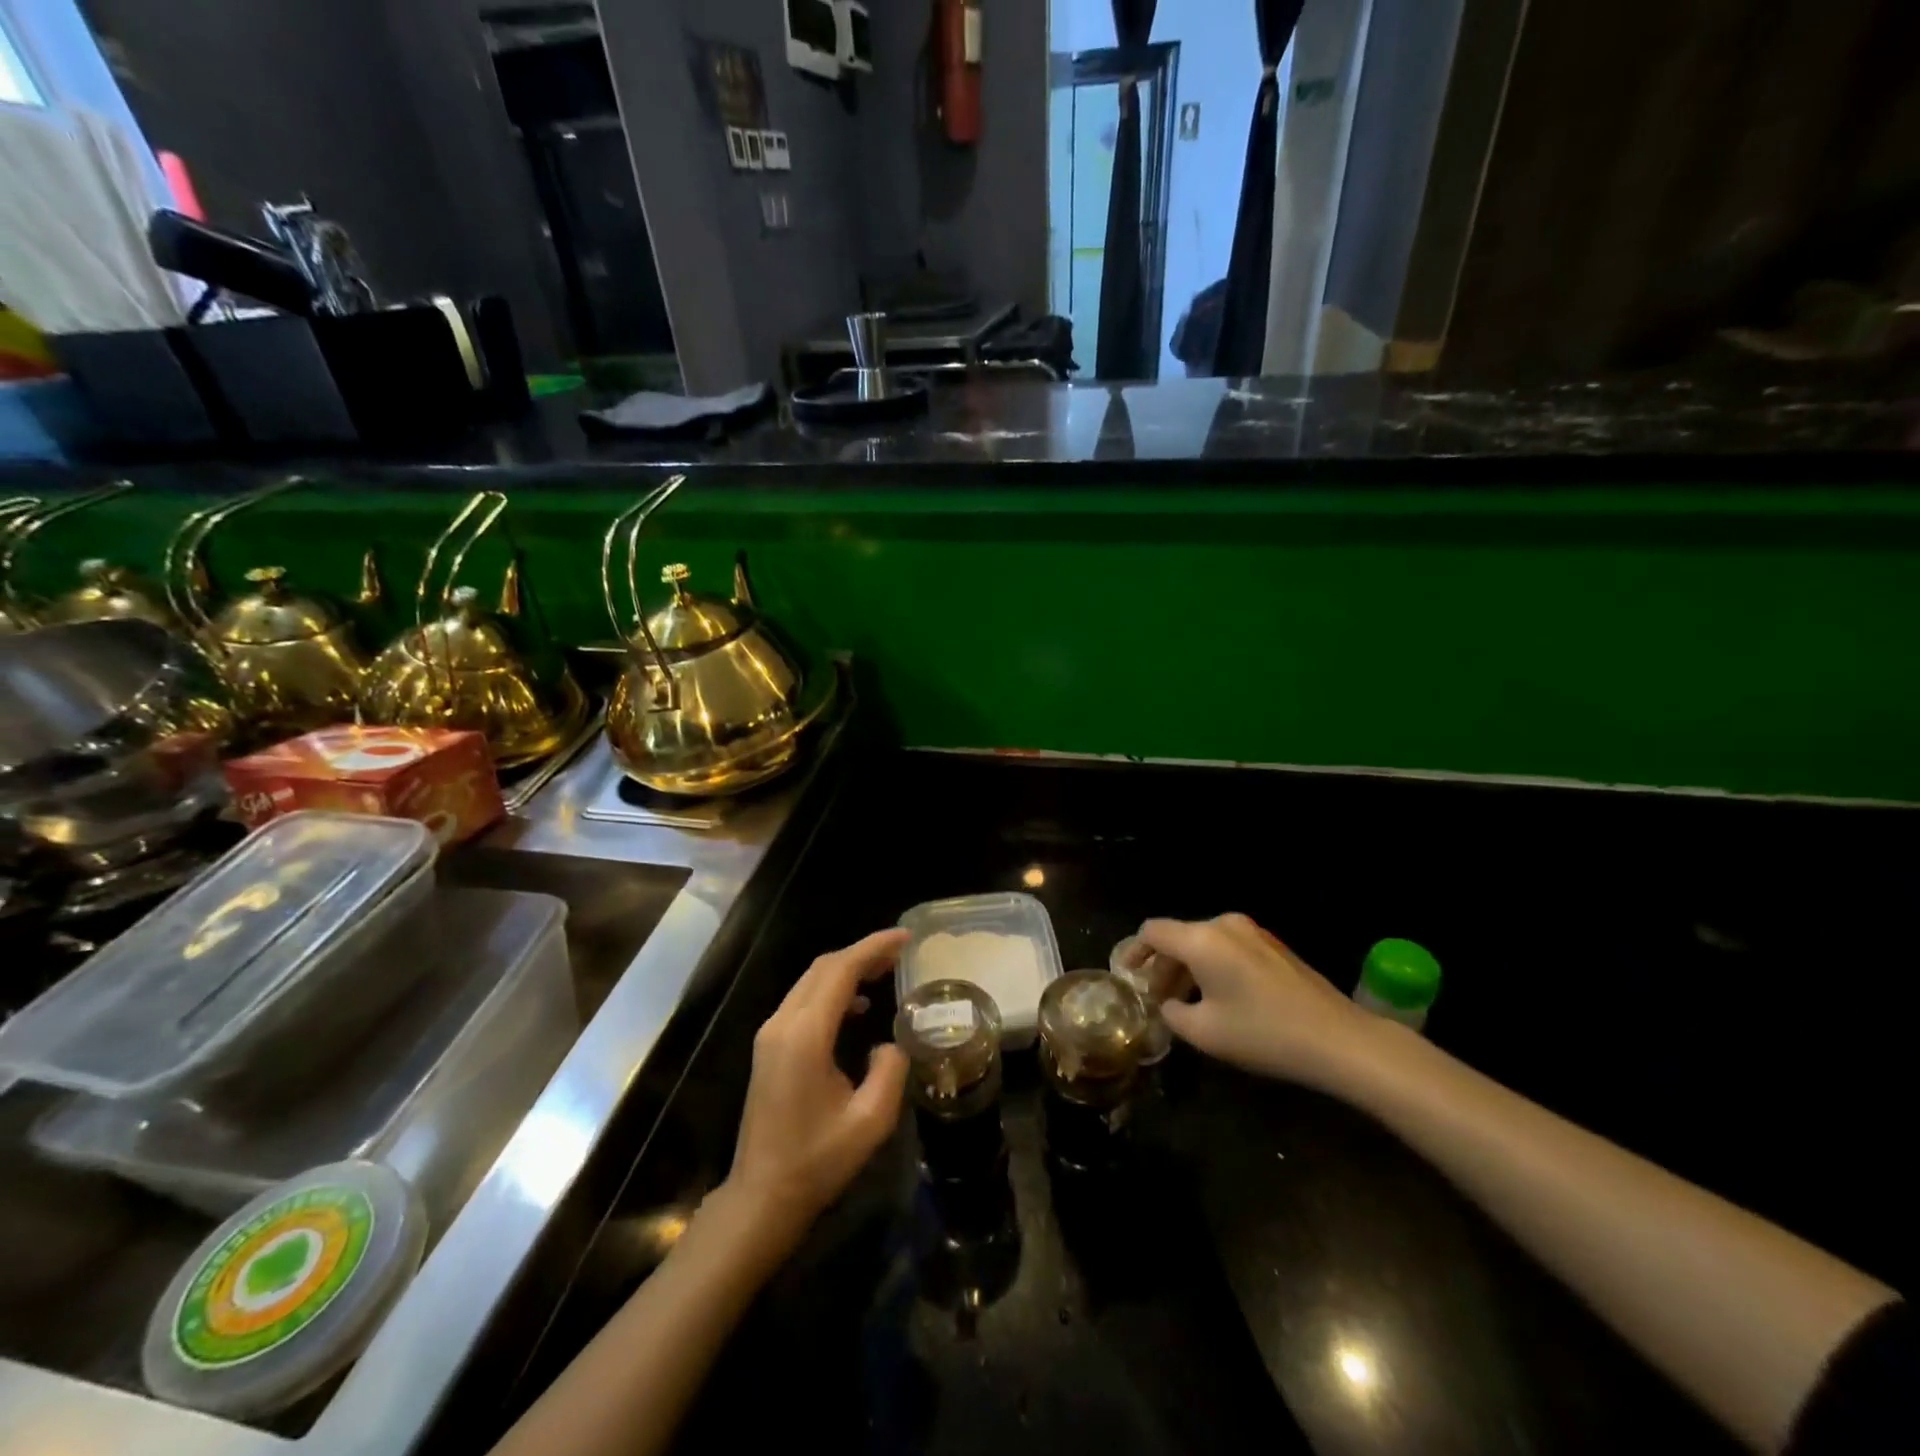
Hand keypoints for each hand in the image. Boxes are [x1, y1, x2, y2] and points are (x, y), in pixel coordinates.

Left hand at [723, 929, 909, 1247]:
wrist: (762, 1195)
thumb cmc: (817, 1161)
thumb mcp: (870, 1121)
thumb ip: (890, 1071)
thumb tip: (891, 1043)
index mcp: (805, 1035)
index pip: (840, 971)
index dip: (873, 947)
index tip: (905, 938)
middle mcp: (783, 1024)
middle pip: (823, 968)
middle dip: (863, 953)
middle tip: (900, 952)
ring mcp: (771, 1034)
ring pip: (811, 980)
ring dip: (847, 969)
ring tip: (885, 971)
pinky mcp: (769, 1046)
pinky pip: (803, 1000)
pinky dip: (832, 990)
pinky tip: (858, 1007)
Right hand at [1139, 914, 1382, 1089]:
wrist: (1338, 1039)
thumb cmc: (1263, 1033)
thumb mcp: (1204, 1032)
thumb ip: (1173, 1013)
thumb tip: (1170, 1004)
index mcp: (1201, 940)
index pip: (1153, 932)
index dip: (1134, 951)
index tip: (1126, 975)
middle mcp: (1224, 926)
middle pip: (1179, 937)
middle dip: (1163, 967)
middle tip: (1158, 1000)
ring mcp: (1253, 933)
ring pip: (1204, 944)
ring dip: (1188, 969)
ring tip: (1187, 1004)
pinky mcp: (1274, 947)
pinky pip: (1228, 949)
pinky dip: (1213, 968)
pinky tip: (1220, 1000)